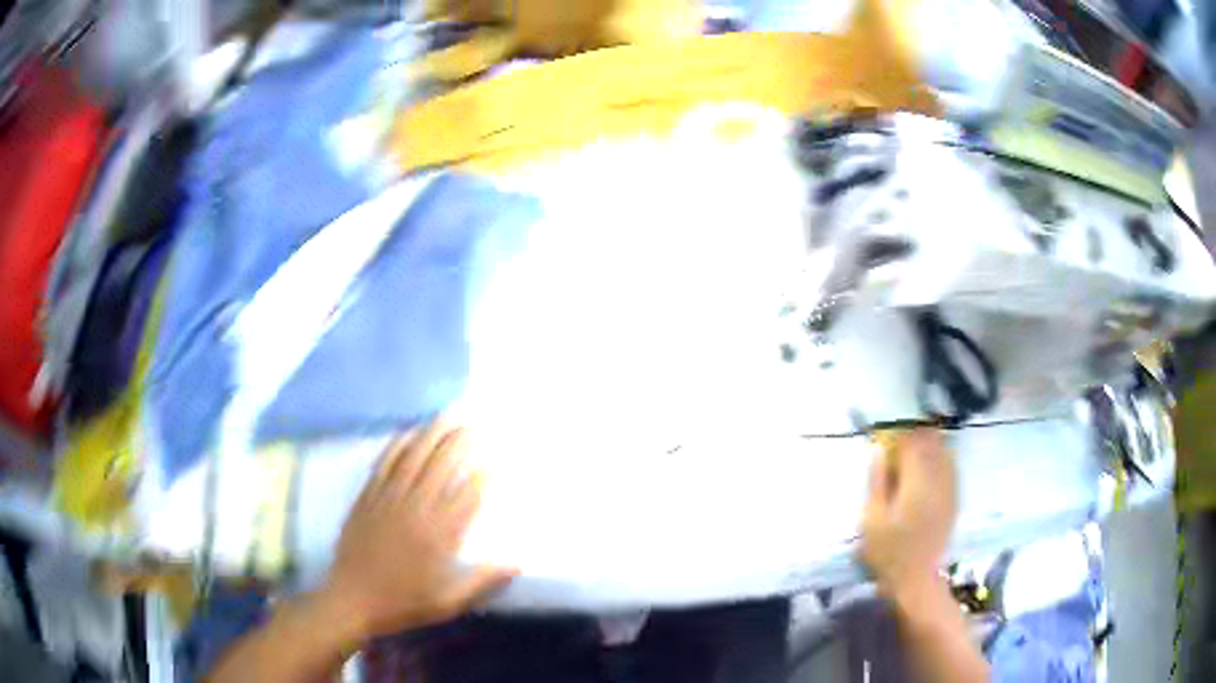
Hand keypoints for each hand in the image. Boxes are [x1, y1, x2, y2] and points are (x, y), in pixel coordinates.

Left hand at [317, 421, 516, 642]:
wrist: (353, 599)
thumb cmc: (404, 602)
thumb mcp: (449, 601)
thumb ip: (483, 581)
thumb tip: (518, 563)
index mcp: (440, 535)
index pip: (469, 494)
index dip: (486, 474)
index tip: (499, 460)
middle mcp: (416, 508)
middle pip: (442, 464)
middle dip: (462, 441)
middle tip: (477, 424)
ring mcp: (389, 498)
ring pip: (414, 456)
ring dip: (433, 432)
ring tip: (449, 414)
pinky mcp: (368, 496)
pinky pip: (385, 462)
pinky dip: (399, 443)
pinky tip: (410, 431)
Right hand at [860, 428, 955, 598]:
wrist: (916, 579)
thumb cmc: (888, 552)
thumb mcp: (872, 519)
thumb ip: (877, 482)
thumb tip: (879, 450)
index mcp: (916, 482)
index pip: (911, 441)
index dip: (898, 434)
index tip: (885, 437)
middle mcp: (937, 479)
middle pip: (931, 441)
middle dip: (914, 435)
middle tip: (898, 442)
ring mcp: (949, 488)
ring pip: (943, 450)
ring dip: (929, 444)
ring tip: (913, 451)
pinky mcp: (954, 498)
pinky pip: (950, 465)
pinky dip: (939, 458)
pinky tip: (929, 467)